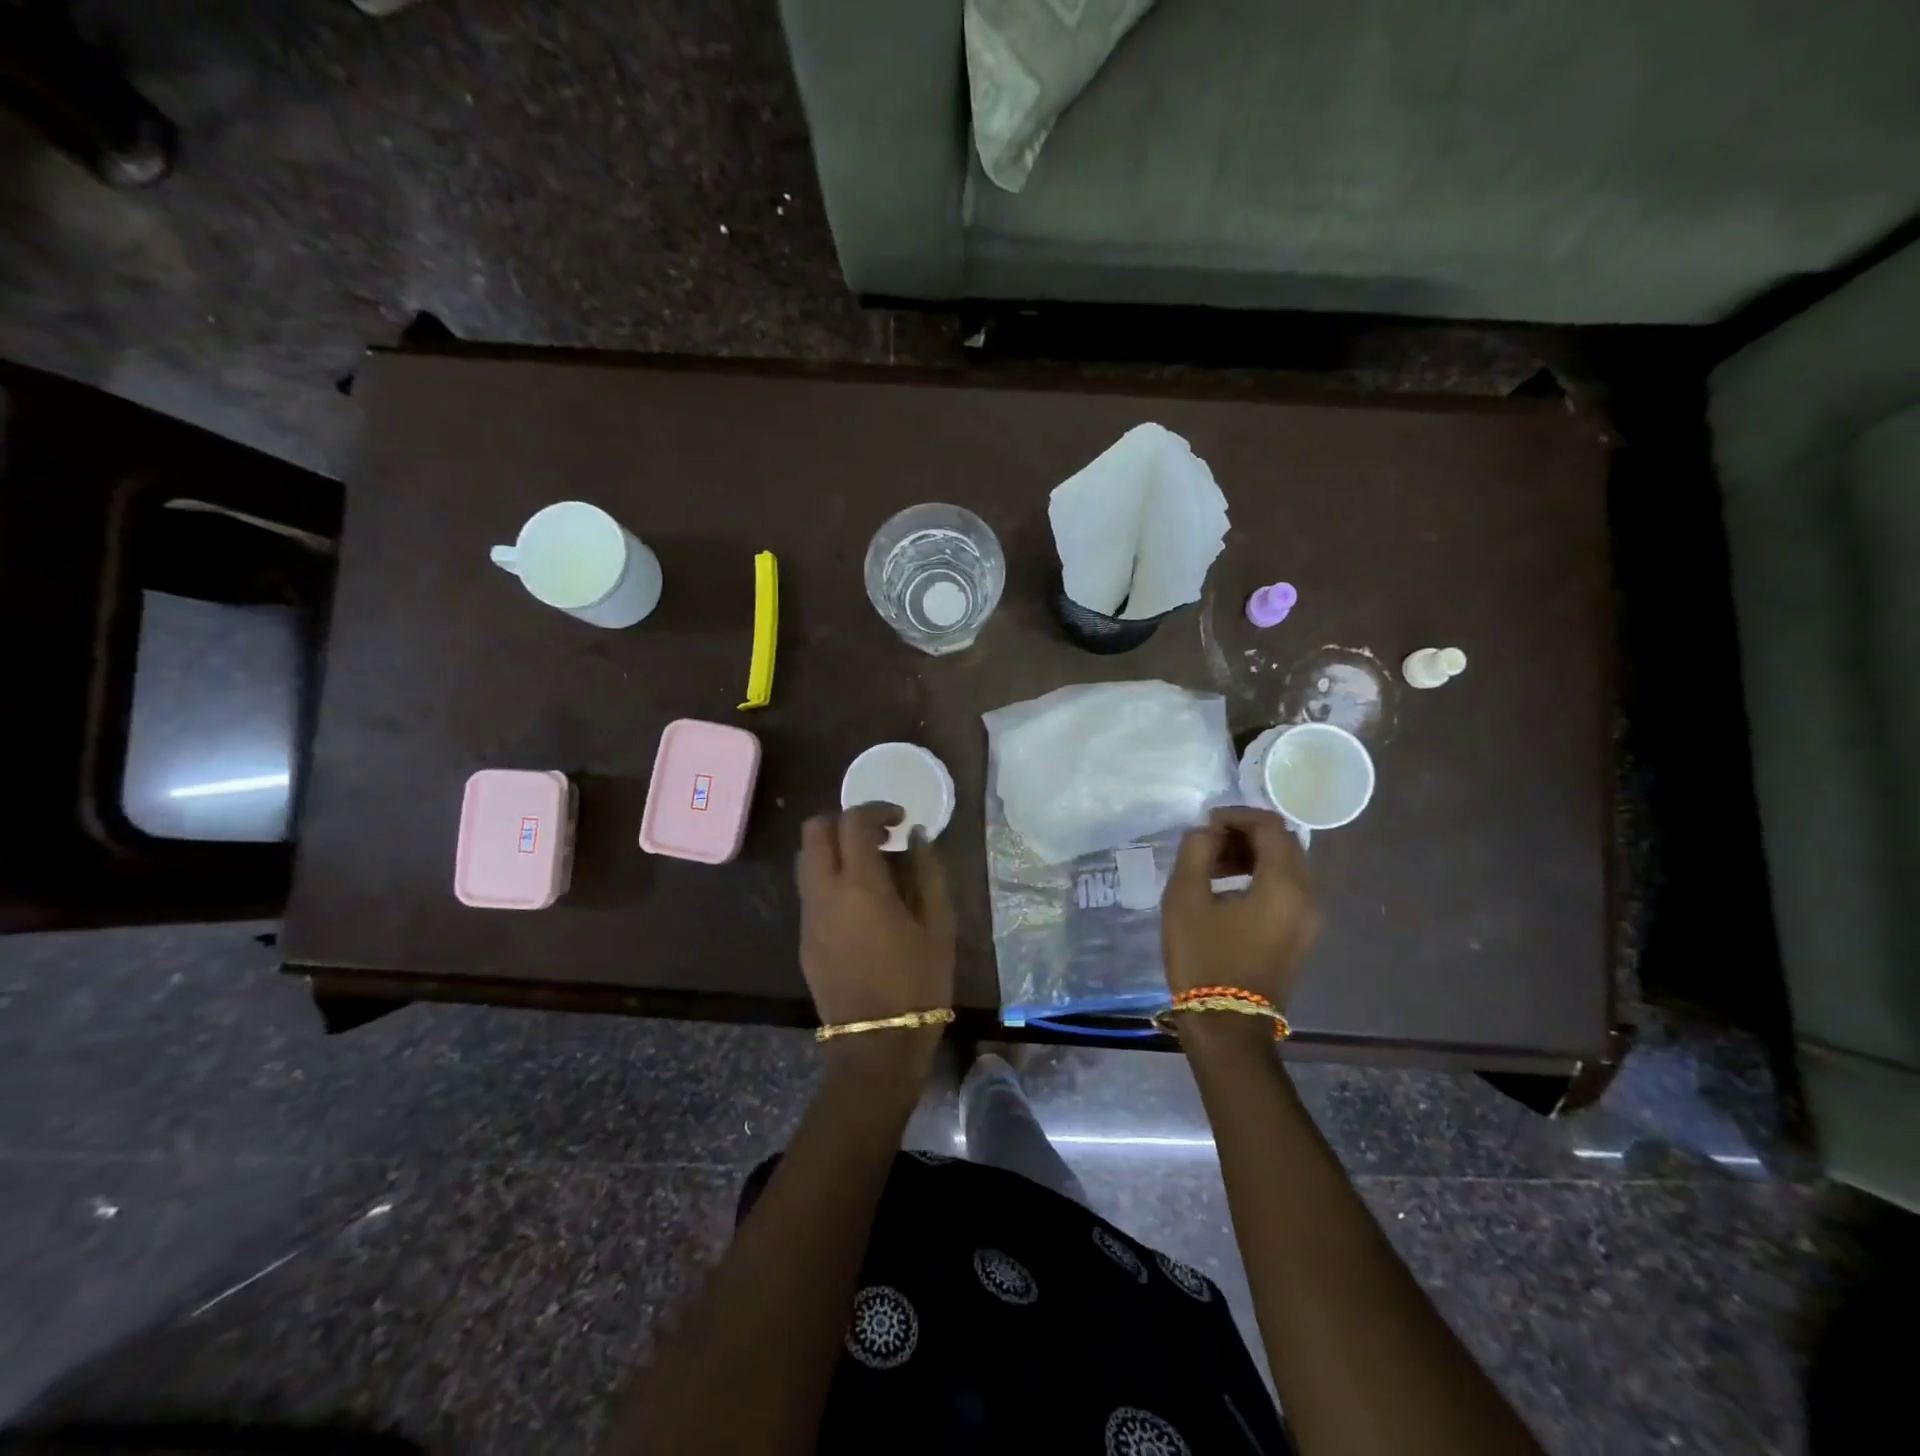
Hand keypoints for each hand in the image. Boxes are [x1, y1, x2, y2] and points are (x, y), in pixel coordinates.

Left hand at [796, 803, 955, 1050]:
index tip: (900, 819)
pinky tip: (861, 903)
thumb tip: (917, 838)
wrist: (876, 1045)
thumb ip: (928, 873)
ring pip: (807, 859)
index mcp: (861, 886)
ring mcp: (809, 917)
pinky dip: (830, 878)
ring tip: (872, 868)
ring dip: (834, 849)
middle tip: (878, 836)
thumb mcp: (939, 926)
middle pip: (814, 830)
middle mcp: (825, 893)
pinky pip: (810, 890)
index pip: (853, 822)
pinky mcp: (803, 939)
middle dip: (844, 821)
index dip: (877, 809)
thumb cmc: (918, 984)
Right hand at [1162, 807, 1320, 1008]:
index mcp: (1285, 884)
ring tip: (1210, 868)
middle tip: (1205, 844)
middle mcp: (1308, 896)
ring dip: (1250, 856)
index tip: (1204, 824)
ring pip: (1286, 866)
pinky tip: (1226, 891)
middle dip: (1244, 835)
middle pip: (1283, 843)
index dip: (1236, 816)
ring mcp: (1310, 919)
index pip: (1270, 826)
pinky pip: (1287, 890)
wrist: (1227, 1026)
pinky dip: (1260, 877)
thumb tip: (1207, 833)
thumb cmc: (1203, 958)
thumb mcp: (1185, 898)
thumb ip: (1195, 851)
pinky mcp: (1301, 935)